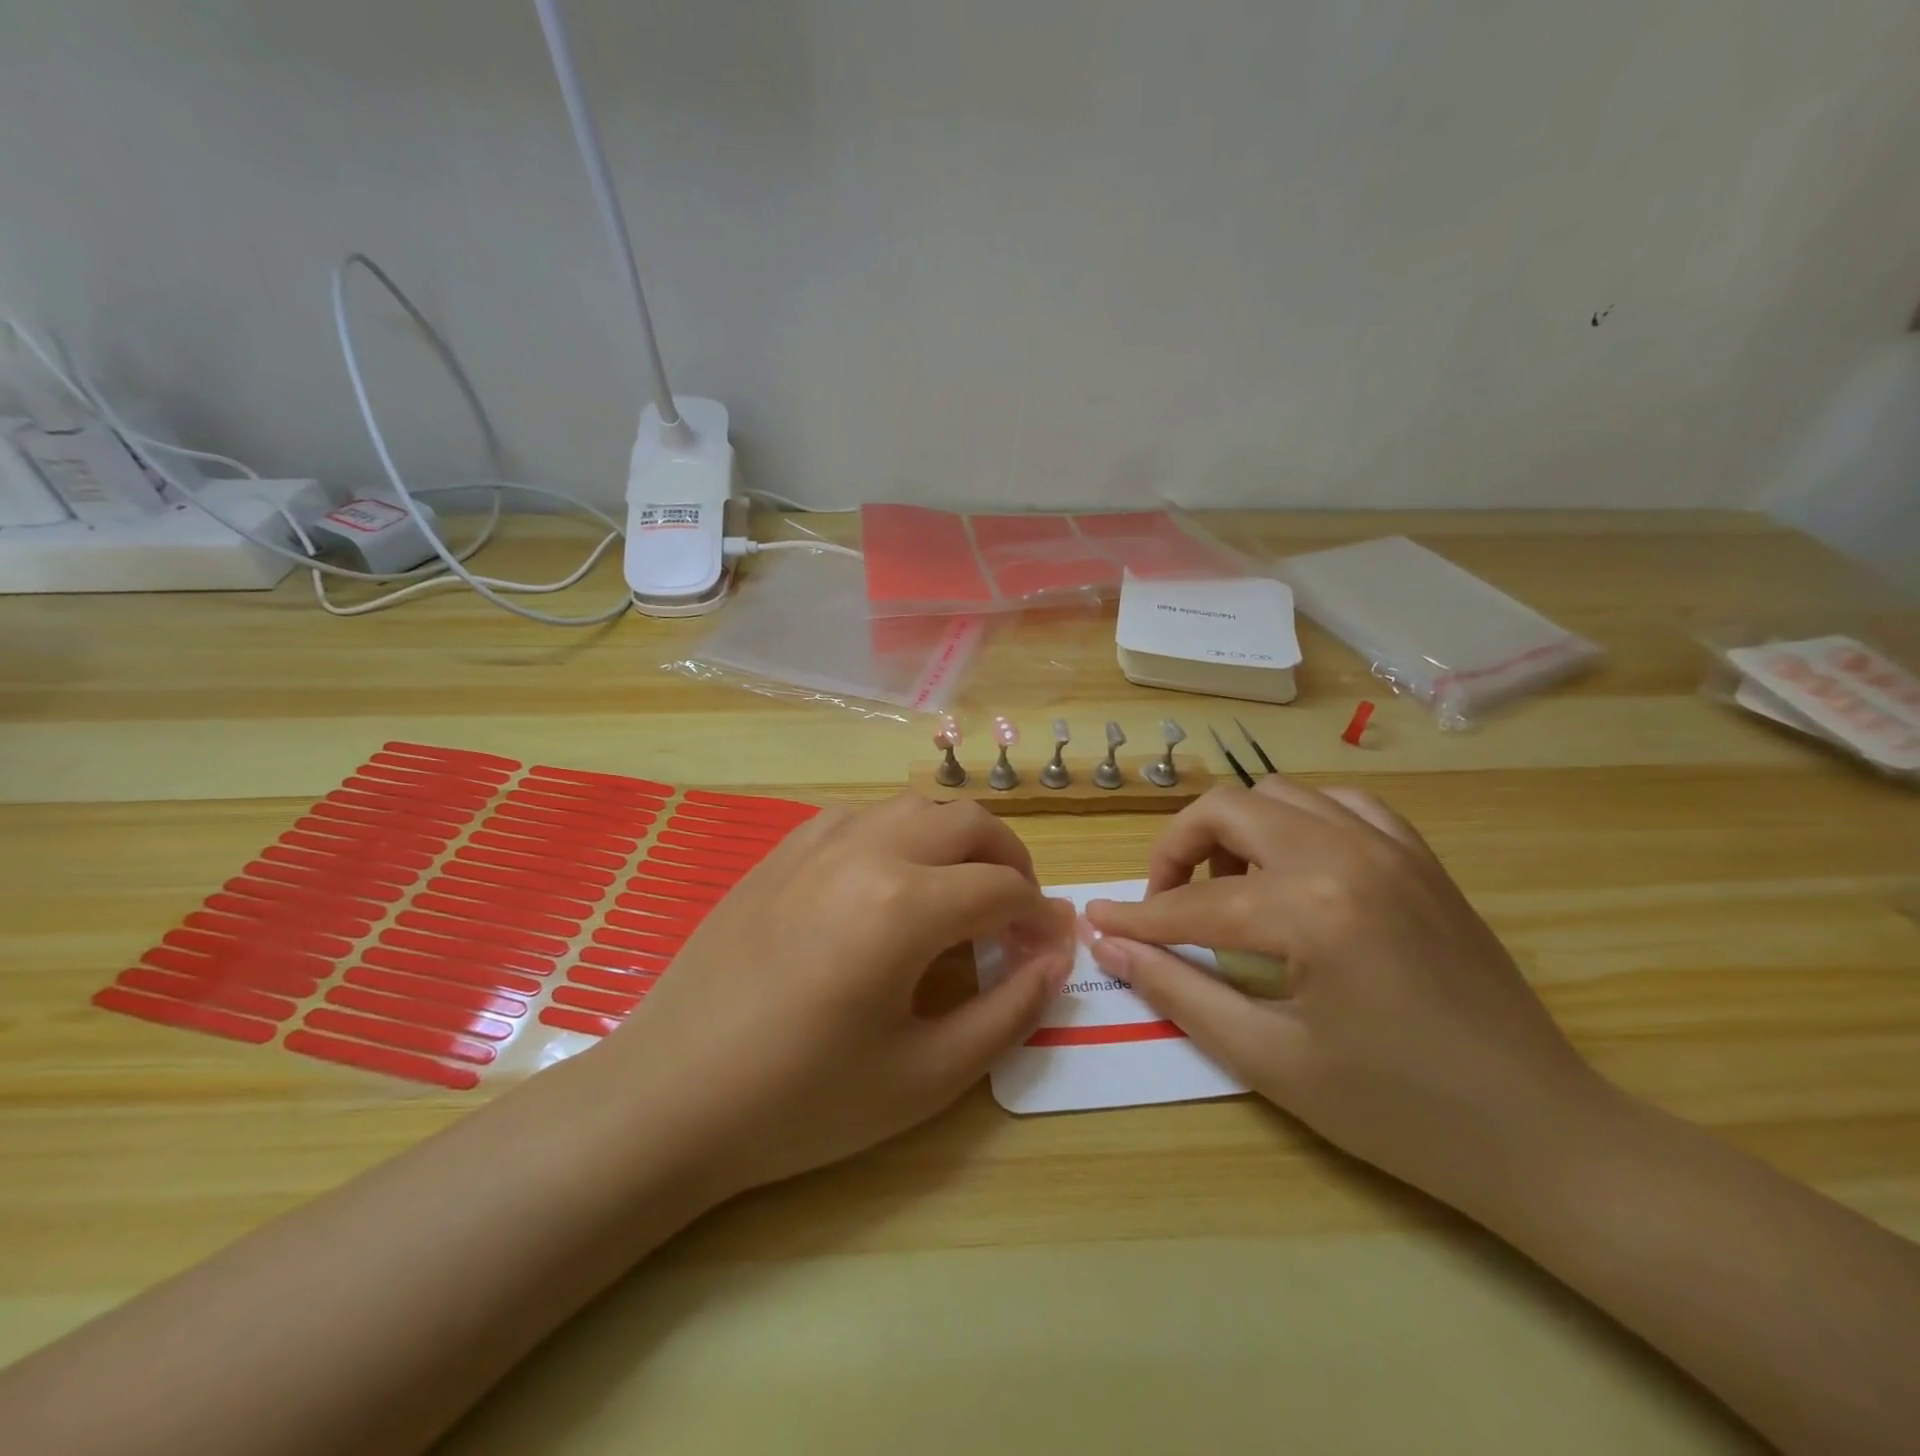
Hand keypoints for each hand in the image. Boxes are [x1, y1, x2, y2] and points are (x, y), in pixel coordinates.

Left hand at [595, 795, 1075, 1199]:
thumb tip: (1056, 959)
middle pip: (968, 822)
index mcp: (905, 904)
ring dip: (956, 838)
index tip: (1053, 947)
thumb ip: (1007, 1012)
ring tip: (962, 890)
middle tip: (1020, 911)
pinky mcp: (782, 851)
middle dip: (1011, 860)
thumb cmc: (802, 1100)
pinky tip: (890, 879)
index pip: (1003, 888)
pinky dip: (899, 833)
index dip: (1041, 916)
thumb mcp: (925, 1077)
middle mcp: (866, 851)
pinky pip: (861, 816)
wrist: (671, 1096)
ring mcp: (817, 842)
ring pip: (914, 806)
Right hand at [1082, 779, 1606, 1212]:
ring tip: (1228, 890)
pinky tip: (1294, 872)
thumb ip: (1179, 991)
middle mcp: (1348, 853)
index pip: (1195, 902)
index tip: (1096, 923)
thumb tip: (1111, 949)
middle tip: (1164, 905)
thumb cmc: (1397, 1111)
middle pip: (1229, 808)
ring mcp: (1392, 847)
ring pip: (1280, 794)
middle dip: (1177, 850)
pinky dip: (1298, 823)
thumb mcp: (1270, 1060)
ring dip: (1236, 831)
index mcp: (1313, 907)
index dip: (1137, 918)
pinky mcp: (1420, 858)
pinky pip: (1340, 806)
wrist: (1542, 1134)